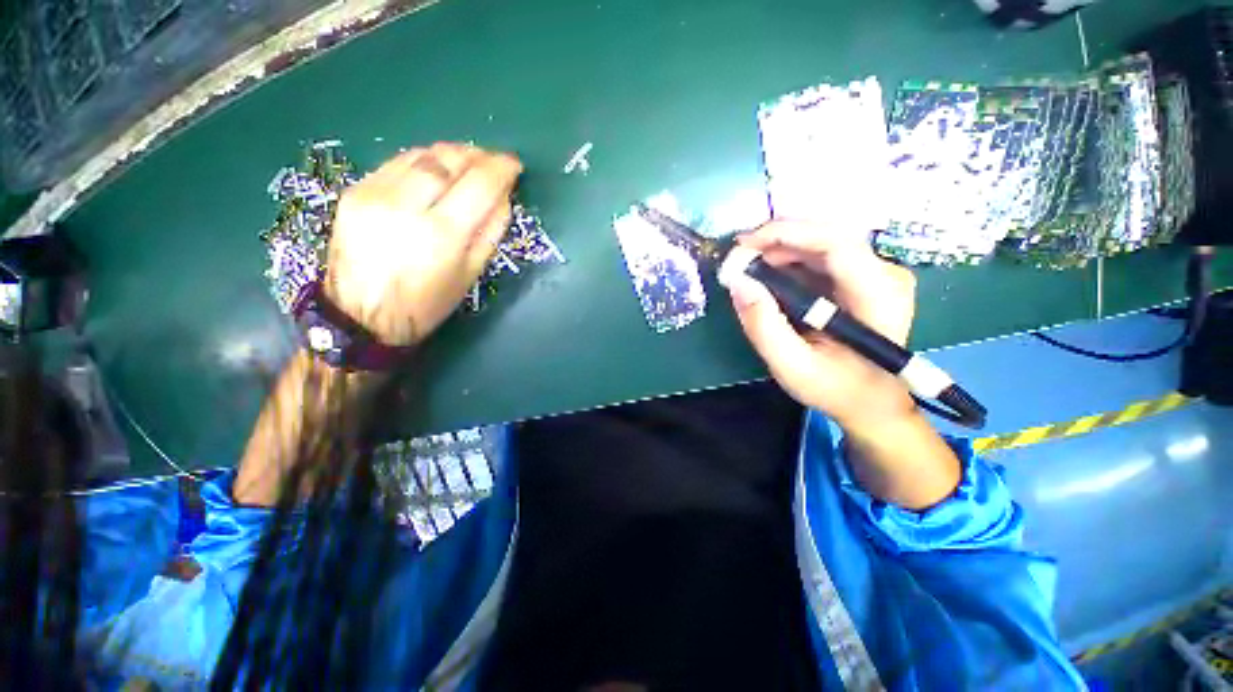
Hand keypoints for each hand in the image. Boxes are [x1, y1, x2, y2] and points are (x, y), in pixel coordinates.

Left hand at [325, 142, 522, 345]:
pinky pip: (395, 163)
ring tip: (467, 161)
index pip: (479, 184)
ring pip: (420, 155)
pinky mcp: (354, 191)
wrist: (363, 316)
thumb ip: (491, 231)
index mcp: (442, 234)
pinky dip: (422, 161)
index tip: (514, 165)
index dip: (501, 168)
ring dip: (450, 154)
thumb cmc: (428, 303)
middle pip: (447, 160)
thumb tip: (503, 196)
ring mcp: (374, 194)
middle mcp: (406, 206)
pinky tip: (434, 171)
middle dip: (476, 155)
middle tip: (492, 161)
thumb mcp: (472, 273)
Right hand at [727, 220, 917, 429]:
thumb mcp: (792, 367)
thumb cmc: (836, 388)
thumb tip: (738, 282)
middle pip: (826, 237)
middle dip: (776, 241)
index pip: (835, 243)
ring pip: (820, 243)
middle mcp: (885, 273)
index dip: (786, 234)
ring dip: (779, 250)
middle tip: (738, 258)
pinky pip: (820, 257)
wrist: (871, 401)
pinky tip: (767, 277)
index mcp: (878, 296)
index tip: (743, 245)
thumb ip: (763, 327)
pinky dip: (788, 262)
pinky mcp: (861, 277)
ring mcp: (875, 273)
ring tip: (747, 268)